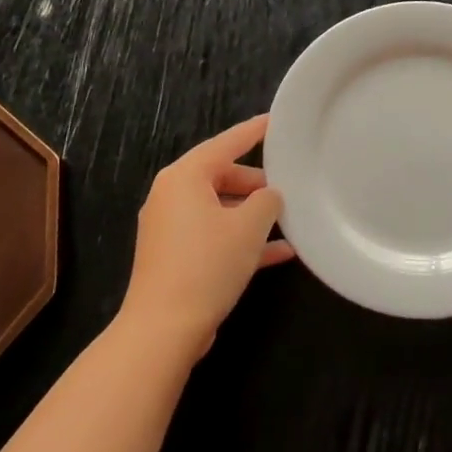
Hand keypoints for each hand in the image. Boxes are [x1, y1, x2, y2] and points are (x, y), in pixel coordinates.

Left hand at [121, 115, 293, 360]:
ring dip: (252, 215)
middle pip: (221, 176)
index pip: (226, 143)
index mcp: (184, 176)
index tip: (275, 120)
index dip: (254, 131)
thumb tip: (269, 196)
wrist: (163, 330)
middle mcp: (171, 195)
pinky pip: (213, 235)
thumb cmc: (207, 265)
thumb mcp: (249, 227)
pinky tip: (279, 253)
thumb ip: (267, 201)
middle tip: (288, 186)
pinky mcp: (174, 256)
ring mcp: (169, 228)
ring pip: (219, 208)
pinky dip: (240, 239)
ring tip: (289, 220)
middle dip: (256, 183)